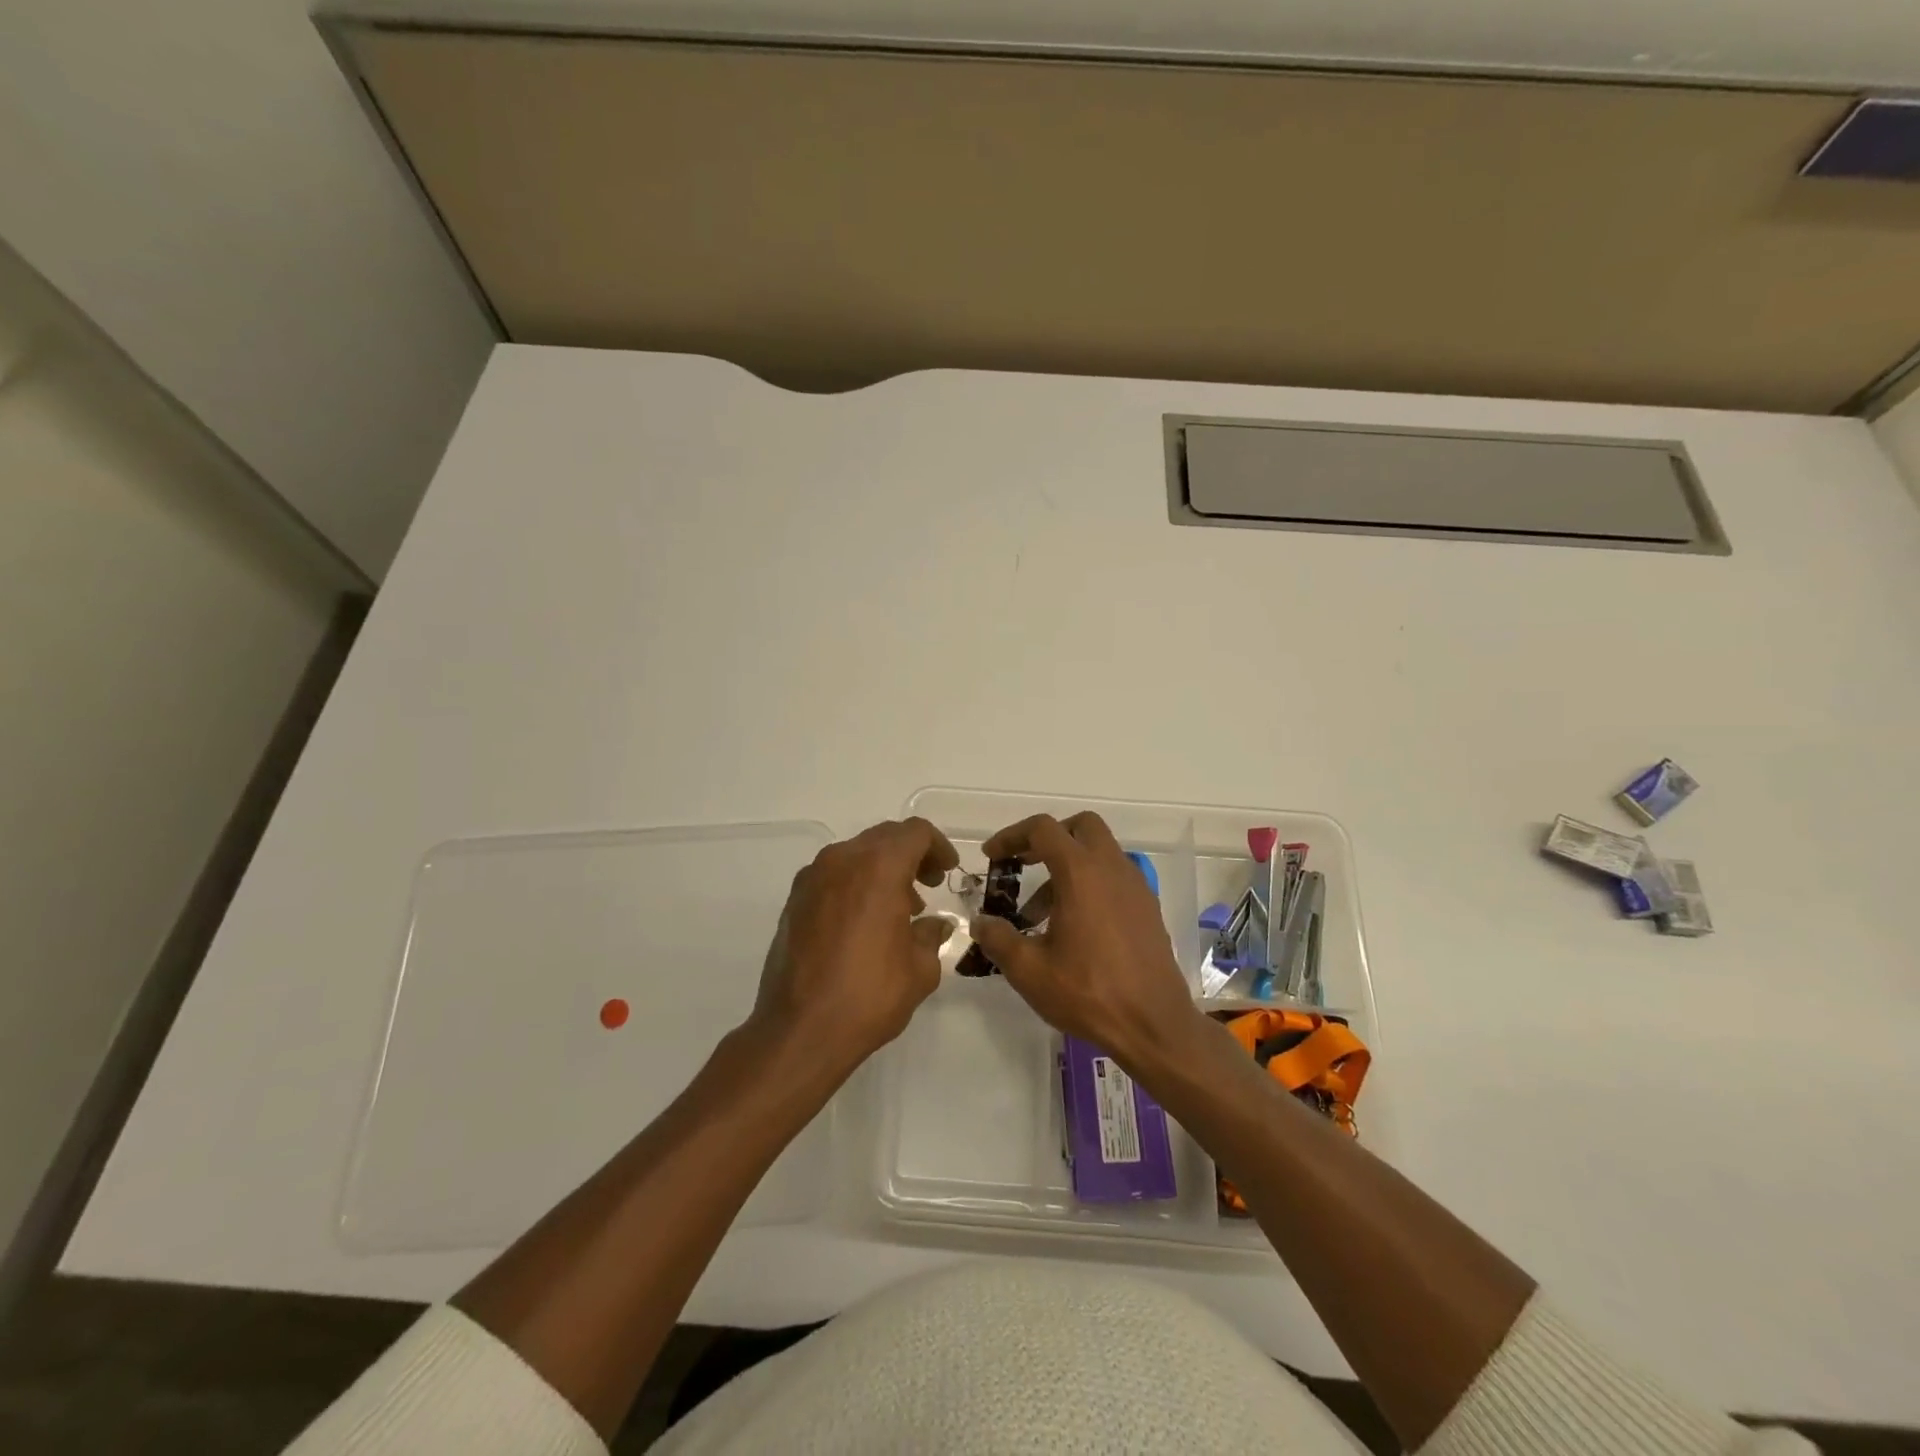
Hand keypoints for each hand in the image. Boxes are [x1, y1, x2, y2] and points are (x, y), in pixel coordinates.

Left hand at [749, 817, 959, 1077]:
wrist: (799, 1030)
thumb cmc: (869, 995)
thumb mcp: (920, 969)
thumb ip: (931, 936)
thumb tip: (934, 925)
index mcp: (878, 867)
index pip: (915, 832)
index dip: (937, 847)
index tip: (947, 872)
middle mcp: (842, 860)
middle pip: (884, 837)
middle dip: (910, 855)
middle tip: (928, 885)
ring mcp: (812, 878)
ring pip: (856, 854)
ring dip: (881, 870)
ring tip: (899, 908)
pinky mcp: (793, 900)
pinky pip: (833, 876)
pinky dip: (855, 884)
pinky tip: (865, 922)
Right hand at [969, 811, 1204, 1073]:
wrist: (1155, 1025)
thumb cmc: (1089, 993)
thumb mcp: (1029, 970)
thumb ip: (998, 939)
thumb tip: (980, 922)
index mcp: (1081, 872)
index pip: (1043, 829)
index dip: (1012, 836)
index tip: (992, 856)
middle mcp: (1112, 868)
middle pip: (1081, 826)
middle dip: (1049, 838)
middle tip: (1024, 865)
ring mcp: (1136, 886)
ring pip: (1099, 852)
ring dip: (1068, 866)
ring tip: (1040, 914)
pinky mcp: (1148, 907)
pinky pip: (1114, 877)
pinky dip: (1090, 884)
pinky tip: (1074, 927)